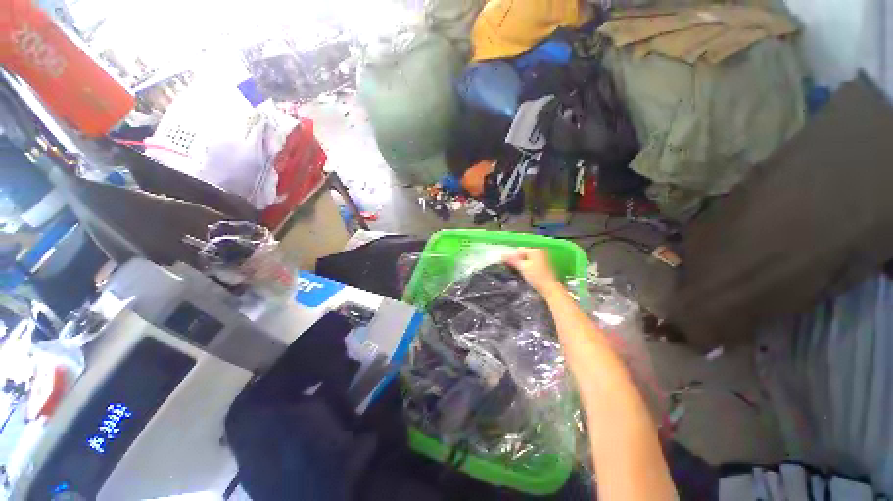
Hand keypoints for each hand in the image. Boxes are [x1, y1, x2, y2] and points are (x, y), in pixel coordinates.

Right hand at [503, 248, 561, 294]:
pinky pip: (531, 263)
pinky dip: (526, 266)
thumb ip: (512, 260)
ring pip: (527, 259)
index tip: (507, 264)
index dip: (512, 256)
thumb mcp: (522, 267)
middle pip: (523, 254)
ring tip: (517, 271)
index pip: (519, 250)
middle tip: (511, 267)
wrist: (549, 288)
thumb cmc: (536, 276)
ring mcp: (542, 259)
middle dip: (516, 259)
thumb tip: (502, 255)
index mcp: (535, 250)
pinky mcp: (542, 266)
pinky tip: (524, 273)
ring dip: (521, 264)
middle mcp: (539, 252)